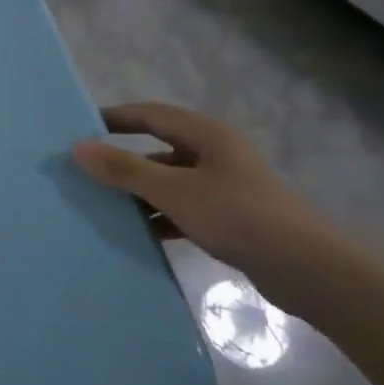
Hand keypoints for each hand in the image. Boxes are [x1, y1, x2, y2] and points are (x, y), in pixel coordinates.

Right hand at [72, 101, 341, 315]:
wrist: (305, 270)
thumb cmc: (237, 216)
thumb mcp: (174, 191)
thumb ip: (125, 170)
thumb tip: (78, 148)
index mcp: (206, 135)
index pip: (150, 114)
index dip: (114, 118)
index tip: (78, 128)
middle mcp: (214, 154)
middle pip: (157, 149)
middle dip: (121, 160)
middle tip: (83, 172)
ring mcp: (222, 187)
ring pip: (168, 182)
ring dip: (138, 193)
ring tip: (99, 206)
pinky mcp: (227, 217)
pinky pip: (180, 209)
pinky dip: (158, 217)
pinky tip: (135, 234)